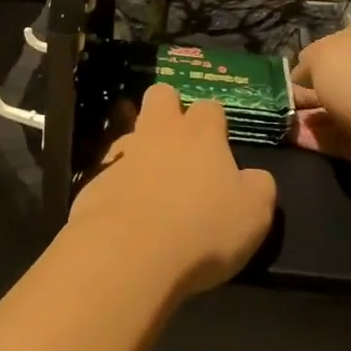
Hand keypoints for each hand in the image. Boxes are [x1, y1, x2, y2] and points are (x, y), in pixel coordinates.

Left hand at [68, 84, 277, 295]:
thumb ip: (257, 187)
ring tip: (149, 184)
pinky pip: (107, 173)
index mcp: (200, 134)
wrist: (128, 254)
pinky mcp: (93, 183)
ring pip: (128, 133)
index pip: (209, 106)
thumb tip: (252, 177)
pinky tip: (125, 213)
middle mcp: (158, 133)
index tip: (219, 143)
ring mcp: (121, 156)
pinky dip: (117, 187)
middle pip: (160, 95)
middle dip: (168, 107)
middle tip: (179, 142)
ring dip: (139, 149)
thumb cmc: (202, 229)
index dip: (214, 121)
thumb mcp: (254, 213)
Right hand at [290, 23, 350, 193]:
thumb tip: (302, 78)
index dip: (303, 63)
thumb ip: (305, 63)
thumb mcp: (322, 55)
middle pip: (329, 81)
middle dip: (302, 93)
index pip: (327, 48)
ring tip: (276, 123)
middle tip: (274, 105)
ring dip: (305, 118)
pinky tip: (290, 139)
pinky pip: (336, 138)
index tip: (281, 81)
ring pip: (331, 111)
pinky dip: (315, 139)